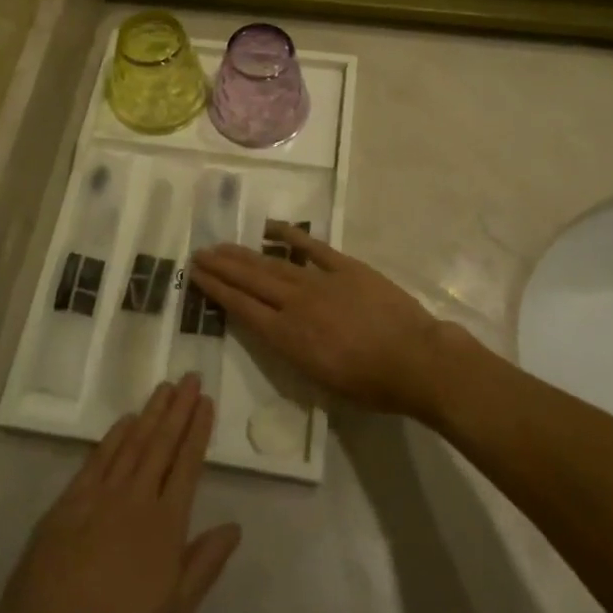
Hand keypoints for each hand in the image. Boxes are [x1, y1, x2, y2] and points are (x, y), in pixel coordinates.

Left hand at [0, 377, 240, 612]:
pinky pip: (97, 459)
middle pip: (161, 444)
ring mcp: (100, 497)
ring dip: (150, 413)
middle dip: (178, 409)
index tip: (206, 401)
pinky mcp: (69, 502)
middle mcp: (136, 499)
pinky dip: (114, 437)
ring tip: (164, 387)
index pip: (187, 465)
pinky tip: (124, 421)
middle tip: (190, 377)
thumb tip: (234, 526)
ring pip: (132, 443)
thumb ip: (204, 565)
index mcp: (165, 525)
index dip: (198, 431)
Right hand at [191, 222, 452, 418]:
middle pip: (251, 281)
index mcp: (288, 337)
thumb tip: (275, 330)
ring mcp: (321, 280)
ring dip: (245, 254)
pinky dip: (290, 236)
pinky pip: (312, 247)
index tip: (196, 276)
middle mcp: (296, 304)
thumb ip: (292, 351)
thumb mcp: (322, 382)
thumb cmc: (371, 385)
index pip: (243, 308)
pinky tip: (269, 228)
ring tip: (222, 245)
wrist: (416, 360)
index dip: (217, 290)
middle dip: (222, 267)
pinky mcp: (345, 267)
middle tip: (199, 254)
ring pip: (273, 263)